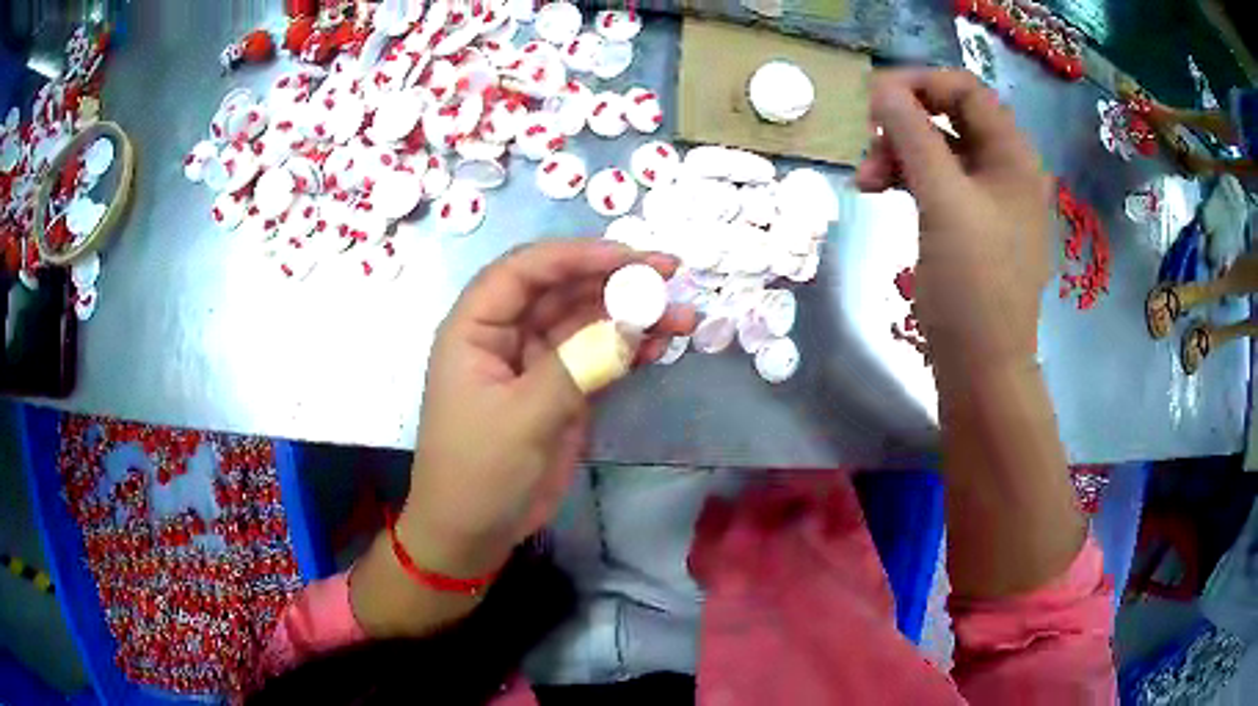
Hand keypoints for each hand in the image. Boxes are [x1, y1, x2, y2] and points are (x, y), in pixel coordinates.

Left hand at [400, 239, 695, 577]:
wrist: (475, 531)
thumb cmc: (479, 472)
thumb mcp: (522, 418)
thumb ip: (576, 367)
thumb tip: (632, 327)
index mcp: (476, 328)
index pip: (524, 271)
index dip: (576, 255)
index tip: (629, 257)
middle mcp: (506, 335)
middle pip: (563, 289)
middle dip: (615, 279)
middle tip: (670, 275)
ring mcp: (537, 362)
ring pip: (587, 321)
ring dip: (632, 315)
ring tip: (682, 317)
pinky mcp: (562, 389)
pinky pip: (599, 356)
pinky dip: (630, 348)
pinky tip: (661, 346)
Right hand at [856, 69, 1053, 366]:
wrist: (982, 368)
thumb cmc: (973, 285)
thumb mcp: (943, 201)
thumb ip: (913, 135)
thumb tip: (881, 88)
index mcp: (1013, 156)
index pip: (965, 89)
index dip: (919, 84)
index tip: (872, 100)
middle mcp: (1005, 169)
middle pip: (950, 117)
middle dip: (902, 124)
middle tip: (865, 145)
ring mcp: (989, 198)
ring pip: (938, 149)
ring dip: (898, 153)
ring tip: (864, 182)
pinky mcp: (970, 223)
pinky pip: (937, 181)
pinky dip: (906, 179)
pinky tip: (879, 192)